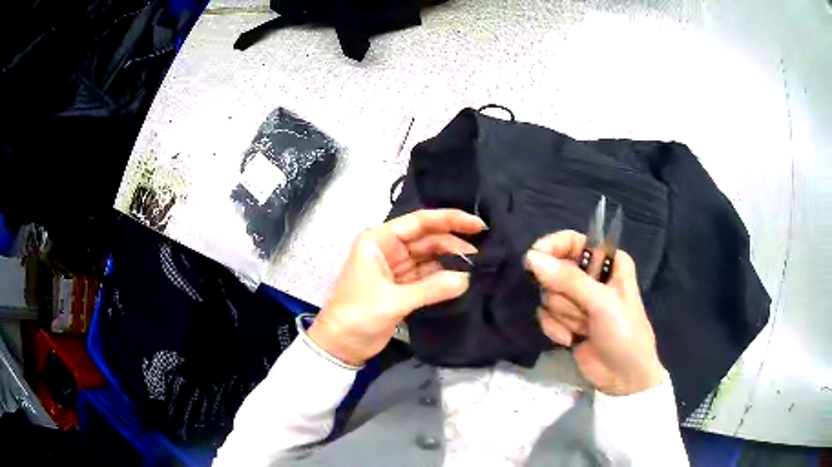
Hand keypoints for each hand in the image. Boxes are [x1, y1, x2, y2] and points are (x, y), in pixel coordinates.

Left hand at [308, 209, 485, 366]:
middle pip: (428, 239)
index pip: (419, 222)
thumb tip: (467, 279)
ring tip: (478, 268)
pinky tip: (462, 280)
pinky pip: (428, 276)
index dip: (450, 220)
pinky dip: (444, 278)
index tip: (478, 225)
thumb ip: (431, 289)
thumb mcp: (393, 300)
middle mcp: (388, 248)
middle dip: (454, 245)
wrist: (341, 345)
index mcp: (379, 240)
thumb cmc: (357, 314)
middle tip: (482, 256)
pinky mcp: (402, 286)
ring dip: (451, 262)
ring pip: (430, 257)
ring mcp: (396, 268)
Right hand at [525, 231, 665, 395]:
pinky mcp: (566, 321)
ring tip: (583, 327)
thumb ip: (568, 279)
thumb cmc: (624, 333)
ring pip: (549, 294)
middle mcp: (592, 276)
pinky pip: (546, 315)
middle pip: (556, 269)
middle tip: (580, 309)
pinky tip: (571, 340)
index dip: (553, 246)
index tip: (533, 258)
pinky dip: (555, 328)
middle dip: (563, 293)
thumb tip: (531, 257)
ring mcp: (578, 300)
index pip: (573, 241)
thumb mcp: (601, 303)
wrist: (623, 378)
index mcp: (608, 262)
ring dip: (563, 314)